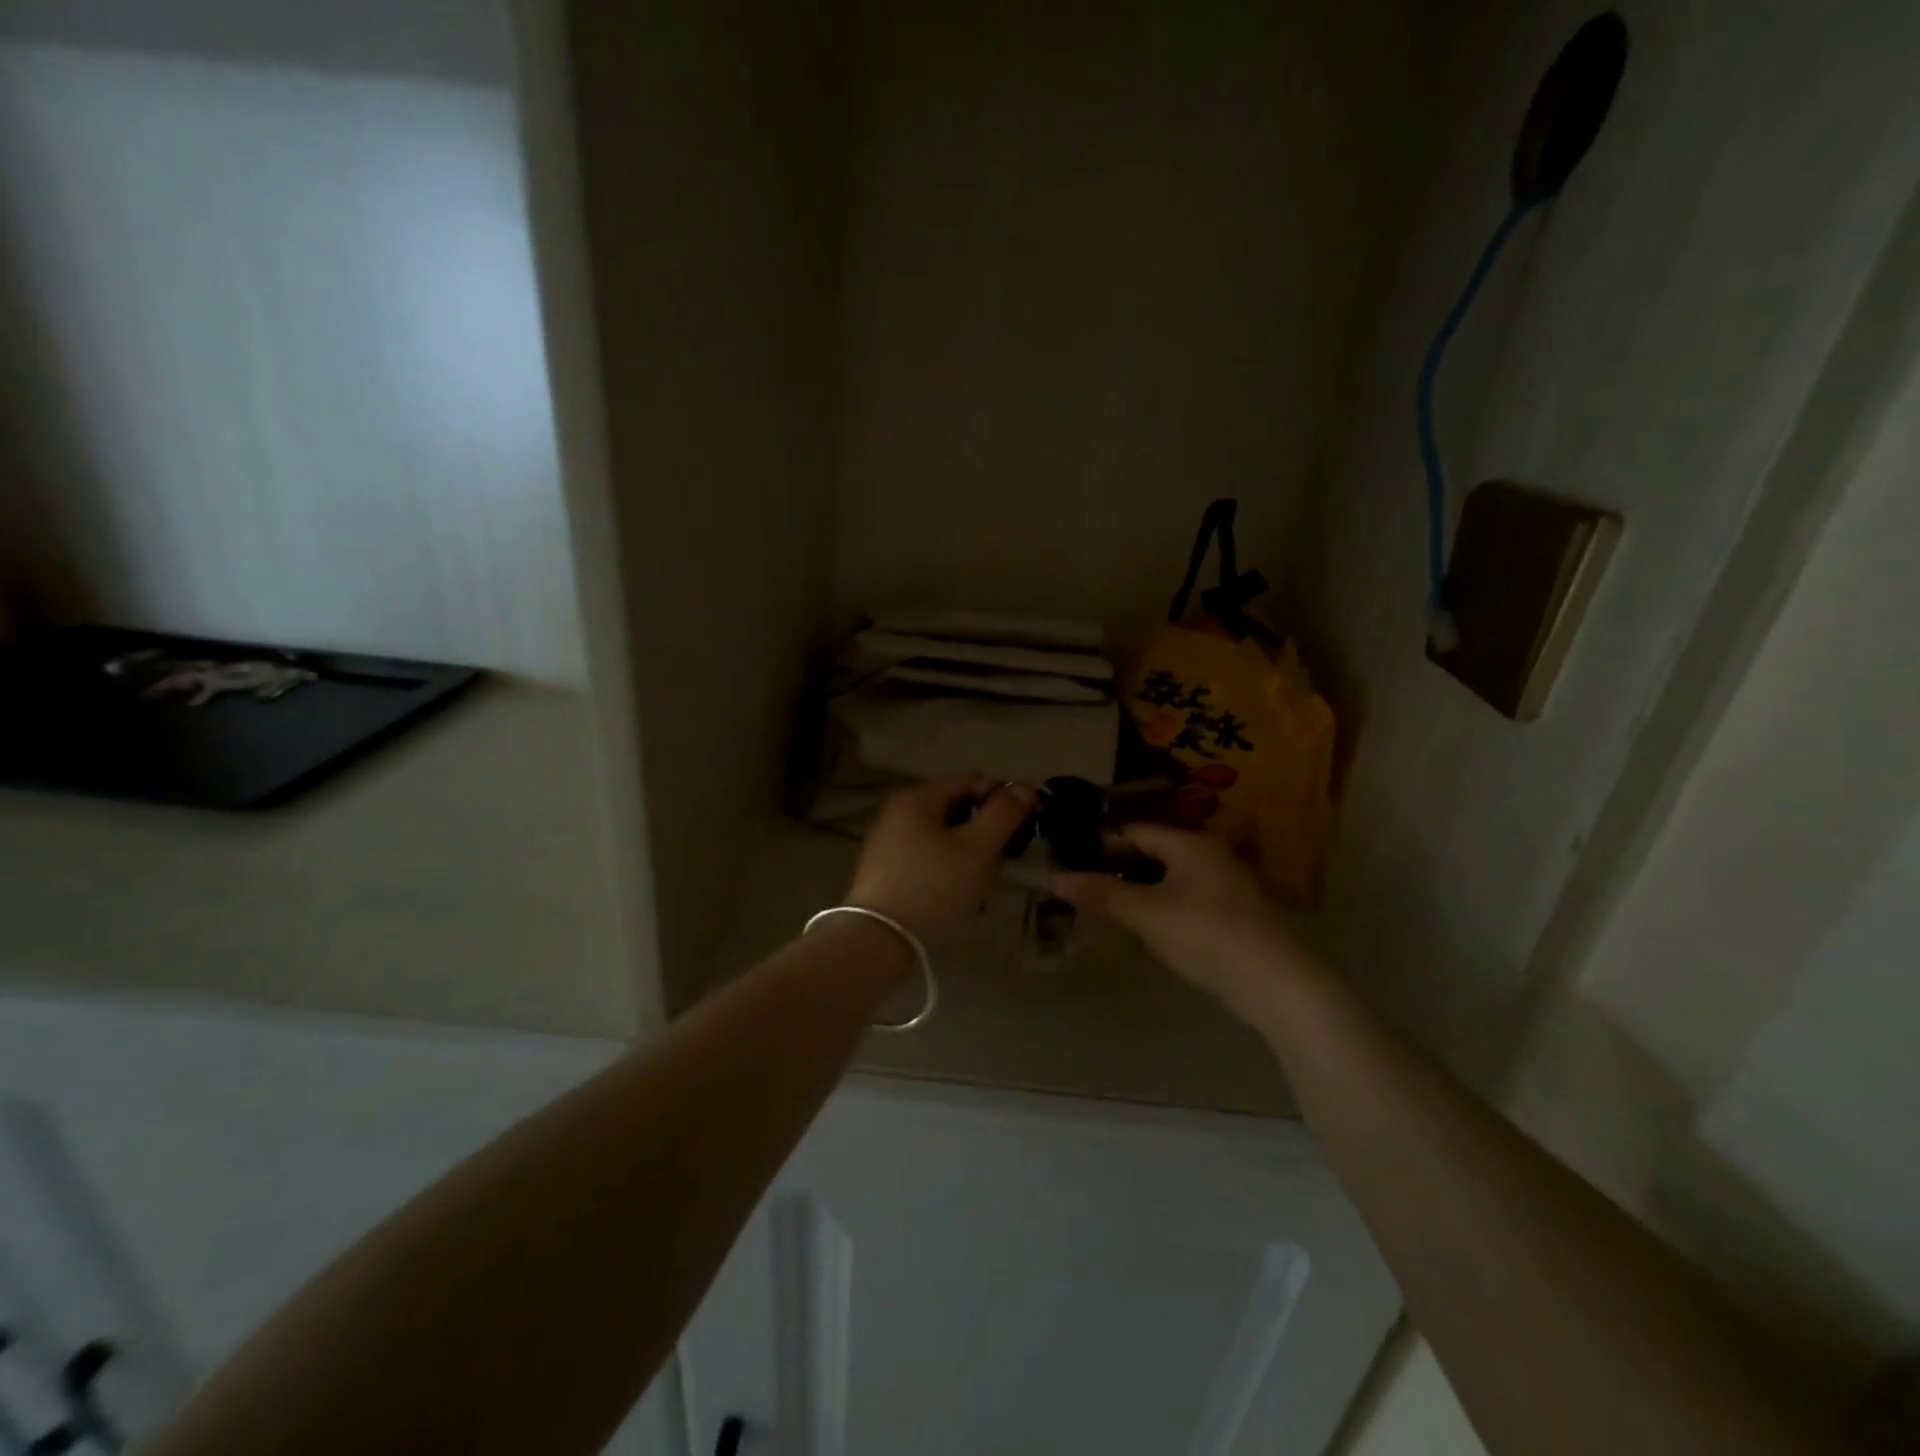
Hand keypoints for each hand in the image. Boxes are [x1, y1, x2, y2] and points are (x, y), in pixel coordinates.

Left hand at [848, 775, 1037, 941]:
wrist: (878, 941)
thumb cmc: (933, 887)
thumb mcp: (978, 848)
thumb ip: (1004, 813)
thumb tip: (1025, 788)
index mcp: (918, 796)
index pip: (972, 779)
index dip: (1003, 796)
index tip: (1023, 827)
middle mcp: (899, 810)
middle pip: (957, 807)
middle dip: (986, 829)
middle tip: (1005, 859)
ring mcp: (889, 841)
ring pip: (945, 835)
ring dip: (970, 853)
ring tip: (984, 884)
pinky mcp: (886, 870)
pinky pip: (929, 857)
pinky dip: (949, 868)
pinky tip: (959, 895)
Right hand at [1052, 824, 1316, 1024]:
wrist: (1278, 983)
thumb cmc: (1205, 934)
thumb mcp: (1146, 913)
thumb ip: (1102, 894)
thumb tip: (1056, 878)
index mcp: (1190, 844)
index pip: (1137, 831)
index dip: (1103, 843)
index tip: (1073, 860)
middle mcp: (1212, 855)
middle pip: (1156, 853)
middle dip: (1121, 868)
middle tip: (1088, 887)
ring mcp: (1228, 886)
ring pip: (1173, 878)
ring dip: (1142, 890)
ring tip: (1112, 910)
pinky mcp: (1237, 915)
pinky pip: (1189, 900)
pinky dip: (1165, 907)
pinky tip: (1151, 931)